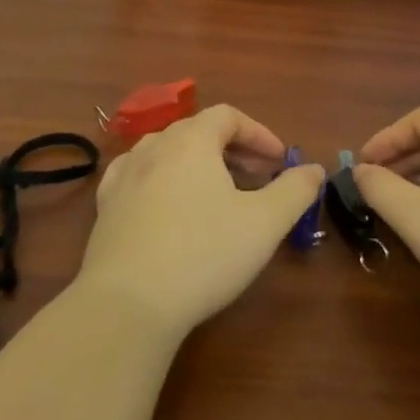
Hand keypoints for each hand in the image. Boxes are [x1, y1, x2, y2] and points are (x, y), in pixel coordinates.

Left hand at [75, 105, 324, 339]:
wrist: (127, 304)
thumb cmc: (203, 254)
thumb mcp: (264, 224)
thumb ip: (294, 191)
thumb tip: (315, 169)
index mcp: (191, 140)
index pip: (228, 116)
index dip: (259, 133)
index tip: (280, 160)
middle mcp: (154, 146)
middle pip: (198, 131)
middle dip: (233, 149)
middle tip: (258, 177)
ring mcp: (124, 175)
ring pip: (168, 152)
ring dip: (198, 164)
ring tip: (218, 193)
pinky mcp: (105, 206)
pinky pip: (140, 176)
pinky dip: (164, 181)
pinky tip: (171, 207)